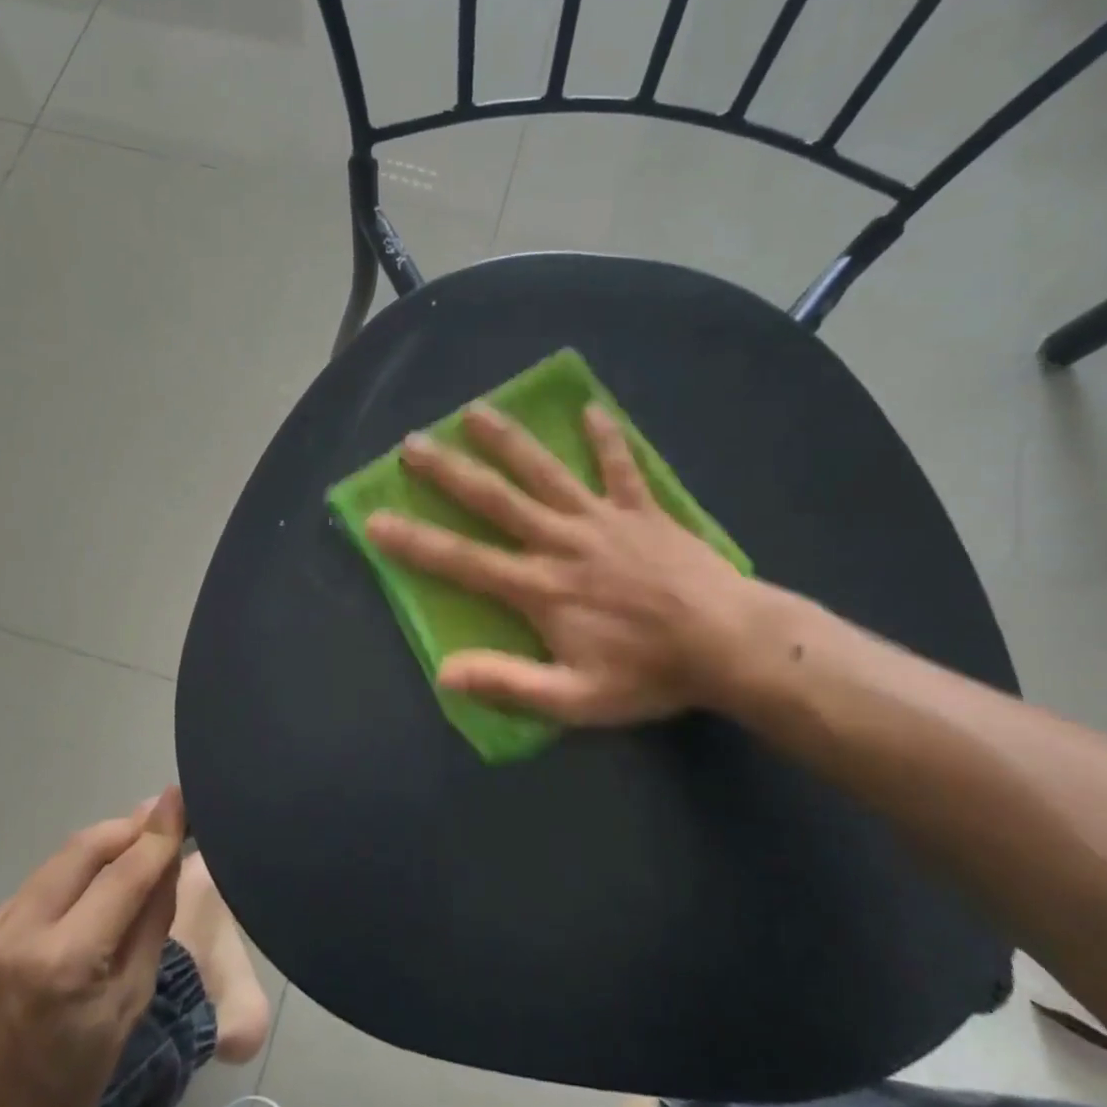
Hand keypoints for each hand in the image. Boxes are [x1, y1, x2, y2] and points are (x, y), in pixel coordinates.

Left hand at [0, 789, 186, 1106]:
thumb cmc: (71, 1082)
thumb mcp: (130, 1004)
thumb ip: (151, 921)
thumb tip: (168, 858)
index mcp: (66, 962)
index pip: (124, 873)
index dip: (157, 832)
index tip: (179, 796)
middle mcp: (18, 936)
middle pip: (83, 849)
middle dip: (126, 827)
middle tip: (157, 818)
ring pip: (54, 864)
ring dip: (95, 851)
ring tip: (126, 851)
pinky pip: (29, 892)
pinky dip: (63, 883)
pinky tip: (79, 897)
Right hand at [365, 403, 766, 723]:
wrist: (732, 645)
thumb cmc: (650, 674)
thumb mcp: (576, 697)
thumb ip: (510, 683)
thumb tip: (445, 673)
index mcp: (540, 586)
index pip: (463, 561)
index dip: (415, 541)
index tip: (375, 519)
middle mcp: (561, 541)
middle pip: (496, 499)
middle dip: (449, 471)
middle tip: (411, 444)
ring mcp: (602, 519)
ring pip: (546, 471)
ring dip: (508, 440)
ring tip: (475, 410)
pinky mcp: (643, 510)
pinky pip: (621, 468)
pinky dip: (607, 440)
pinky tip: (592, 409)